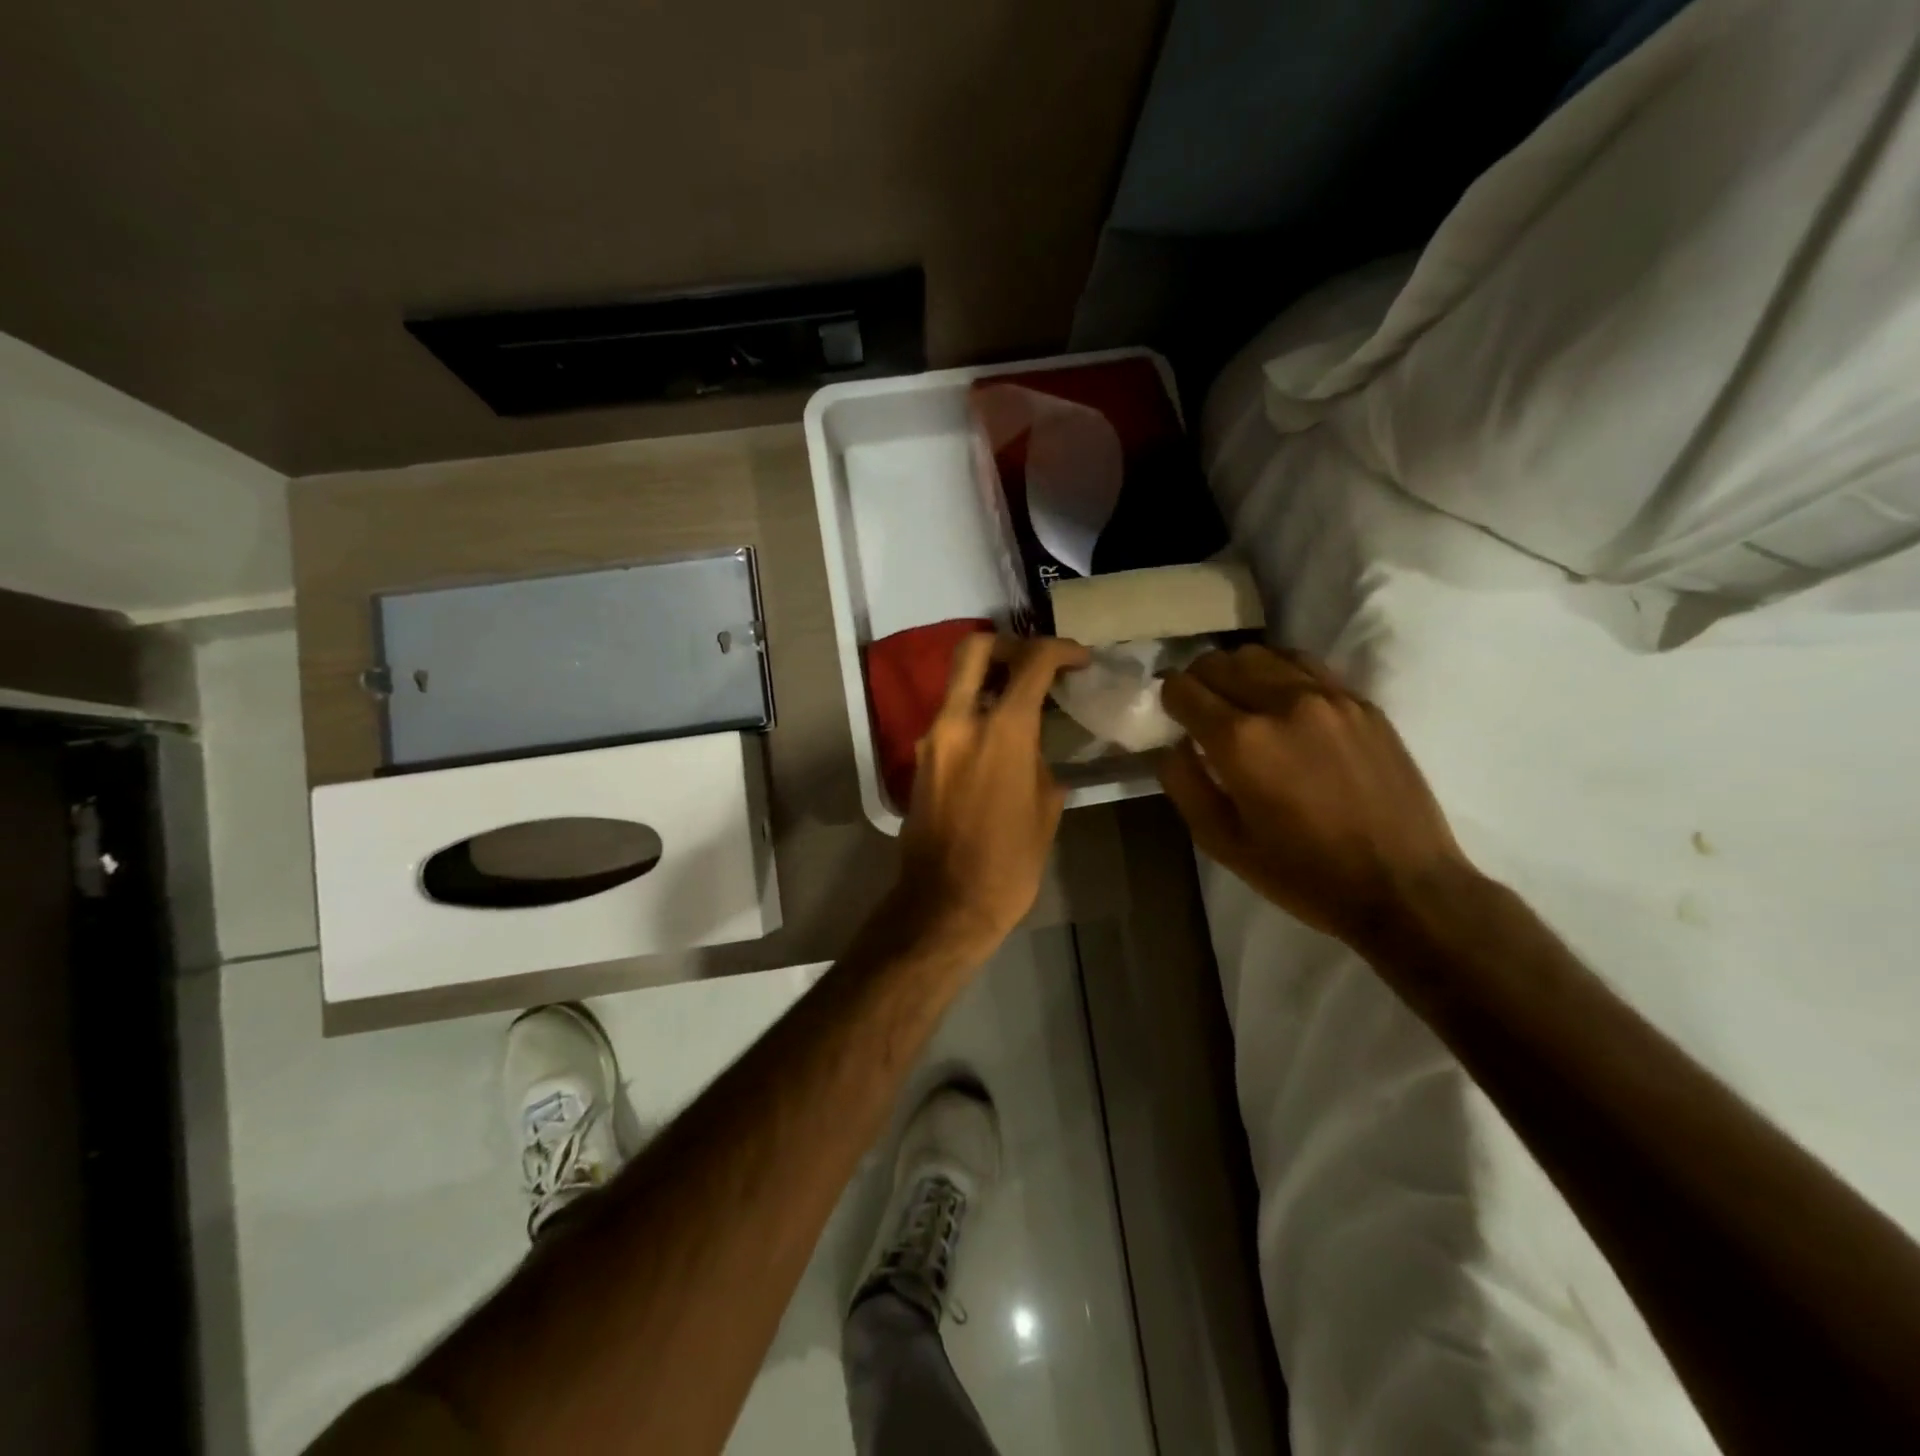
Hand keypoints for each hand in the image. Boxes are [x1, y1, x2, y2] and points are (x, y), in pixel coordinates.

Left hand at [892, 634, 1090, 961]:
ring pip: (957, 684)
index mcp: (1002, 731)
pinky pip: (949, 719)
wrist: (945, 904)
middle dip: (1007, 645)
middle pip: (974, 649)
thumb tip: (1032, 747)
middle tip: (1032, 664)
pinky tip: (996, 742)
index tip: (1078, 659)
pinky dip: (973, 714)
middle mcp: (959, 722)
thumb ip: (1039, 762)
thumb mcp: (1045, 809)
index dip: (1060, 650)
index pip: (1031, 662)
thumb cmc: (1008, 864)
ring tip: (1019, 706)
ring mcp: (932, 739)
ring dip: (988, 682)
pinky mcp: (920, 760)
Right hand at [1156, 645, 1475, 946]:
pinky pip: (1306, 665)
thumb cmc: (1302, 873)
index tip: (1170, 714)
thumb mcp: (1222, 842)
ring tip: (1238, 699)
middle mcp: (1282, 703)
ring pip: (1263, 654)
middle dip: (1198, 680)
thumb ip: (1184, 784)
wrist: (1403, 886)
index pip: (1184, 688)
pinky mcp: (1361, 702)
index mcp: (1241, 741)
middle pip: (1220, 661)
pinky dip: (1280, 672)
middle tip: (1198, 707)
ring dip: (1238, 670)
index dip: (1168, 698)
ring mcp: (1328, 697)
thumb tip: (1172, 744)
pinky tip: (1281, 700)